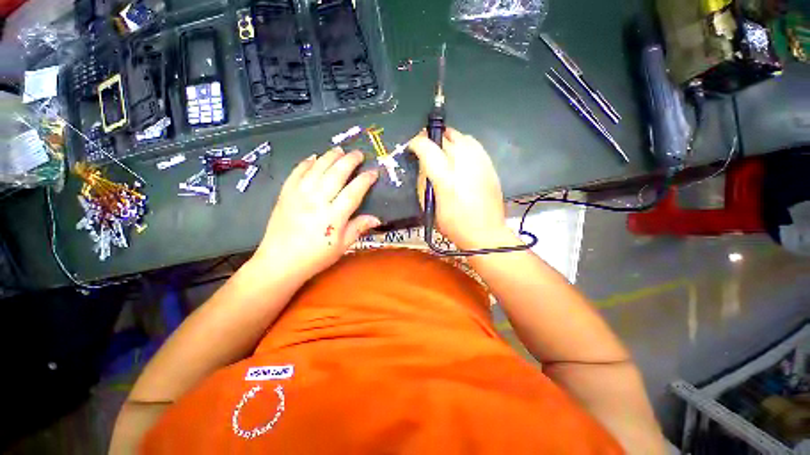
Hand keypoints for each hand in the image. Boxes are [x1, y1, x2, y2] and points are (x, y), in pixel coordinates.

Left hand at [252, 148, 379, 280]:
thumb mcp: (342, 246)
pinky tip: (314, 157)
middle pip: (336, 174)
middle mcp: (317, 201)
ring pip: (317, 169)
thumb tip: (377, 218)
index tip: (374, 172)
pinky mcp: (285, 194)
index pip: (354, 191)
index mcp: (334, 216)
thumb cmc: (315, 257)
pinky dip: (306, 163)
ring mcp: (299, 195)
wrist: (280, 262)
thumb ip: (359, 228)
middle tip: (359, 154)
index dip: (366, 179)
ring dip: (330, 157)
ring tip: (339, 150)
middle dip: (350, 160)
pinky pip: (296, 173)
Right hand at [408, 128, 512, 249]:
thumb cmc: (454, 225)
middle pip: (445, 138)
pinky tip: (460, 156)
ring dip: (449, 139)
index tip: (413, 147)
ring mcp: (480, 164)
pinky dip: (464, 145)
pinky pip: (475, 145)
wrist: (485, 233)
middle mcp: (464, 166)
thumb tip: (423, 165)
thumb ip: (424, 183)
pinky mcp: (490, 166)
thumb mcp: (430, 207)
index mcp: (445, 179)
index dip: (417, 143)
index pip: (427, 148)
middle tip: (427, 148)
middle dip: (432, 139)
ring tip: (443, 149)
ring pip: (462, 137)